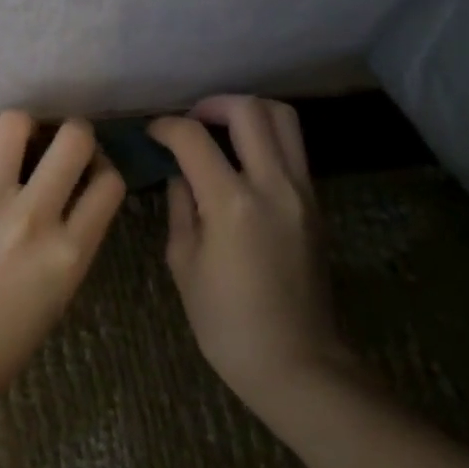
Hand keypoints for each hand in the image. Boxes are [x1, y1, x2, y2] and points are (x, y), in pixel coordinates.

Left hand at [0, 111, 124, 402]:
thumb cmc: (7, 333)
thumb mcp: (61, 288)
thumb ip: (75, 234)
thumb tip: (80, 184)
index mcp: (68, 253)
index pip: (110, 183)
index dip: (106, 170)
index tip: (92, 172)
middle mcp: (32, 217)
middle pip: (74, 139)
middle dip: (77, 134)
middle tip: (63, 146)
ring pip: (16, 122)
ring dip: (26, 129)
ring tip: (20, 145)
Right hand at [148, 96, 349, 415]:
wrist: (296, 363)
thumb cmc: (226, 322)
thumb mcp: (184, 263)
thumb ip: (181, 206)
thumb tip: (181, 173)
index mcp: (232, 203)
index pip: (194, 137)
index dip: (167, 126)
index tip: (153, 133)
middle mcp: (273, 185)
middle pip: (250, 110)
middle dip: (212, 104)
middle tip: (191, 122)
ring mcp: (302, 192)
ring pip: (284, 119)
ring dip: (248, 112)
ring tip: (221, 130)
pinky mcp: (315, 204)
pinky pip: (293, 149)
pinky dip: (266, 138)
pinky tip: (242, 161)